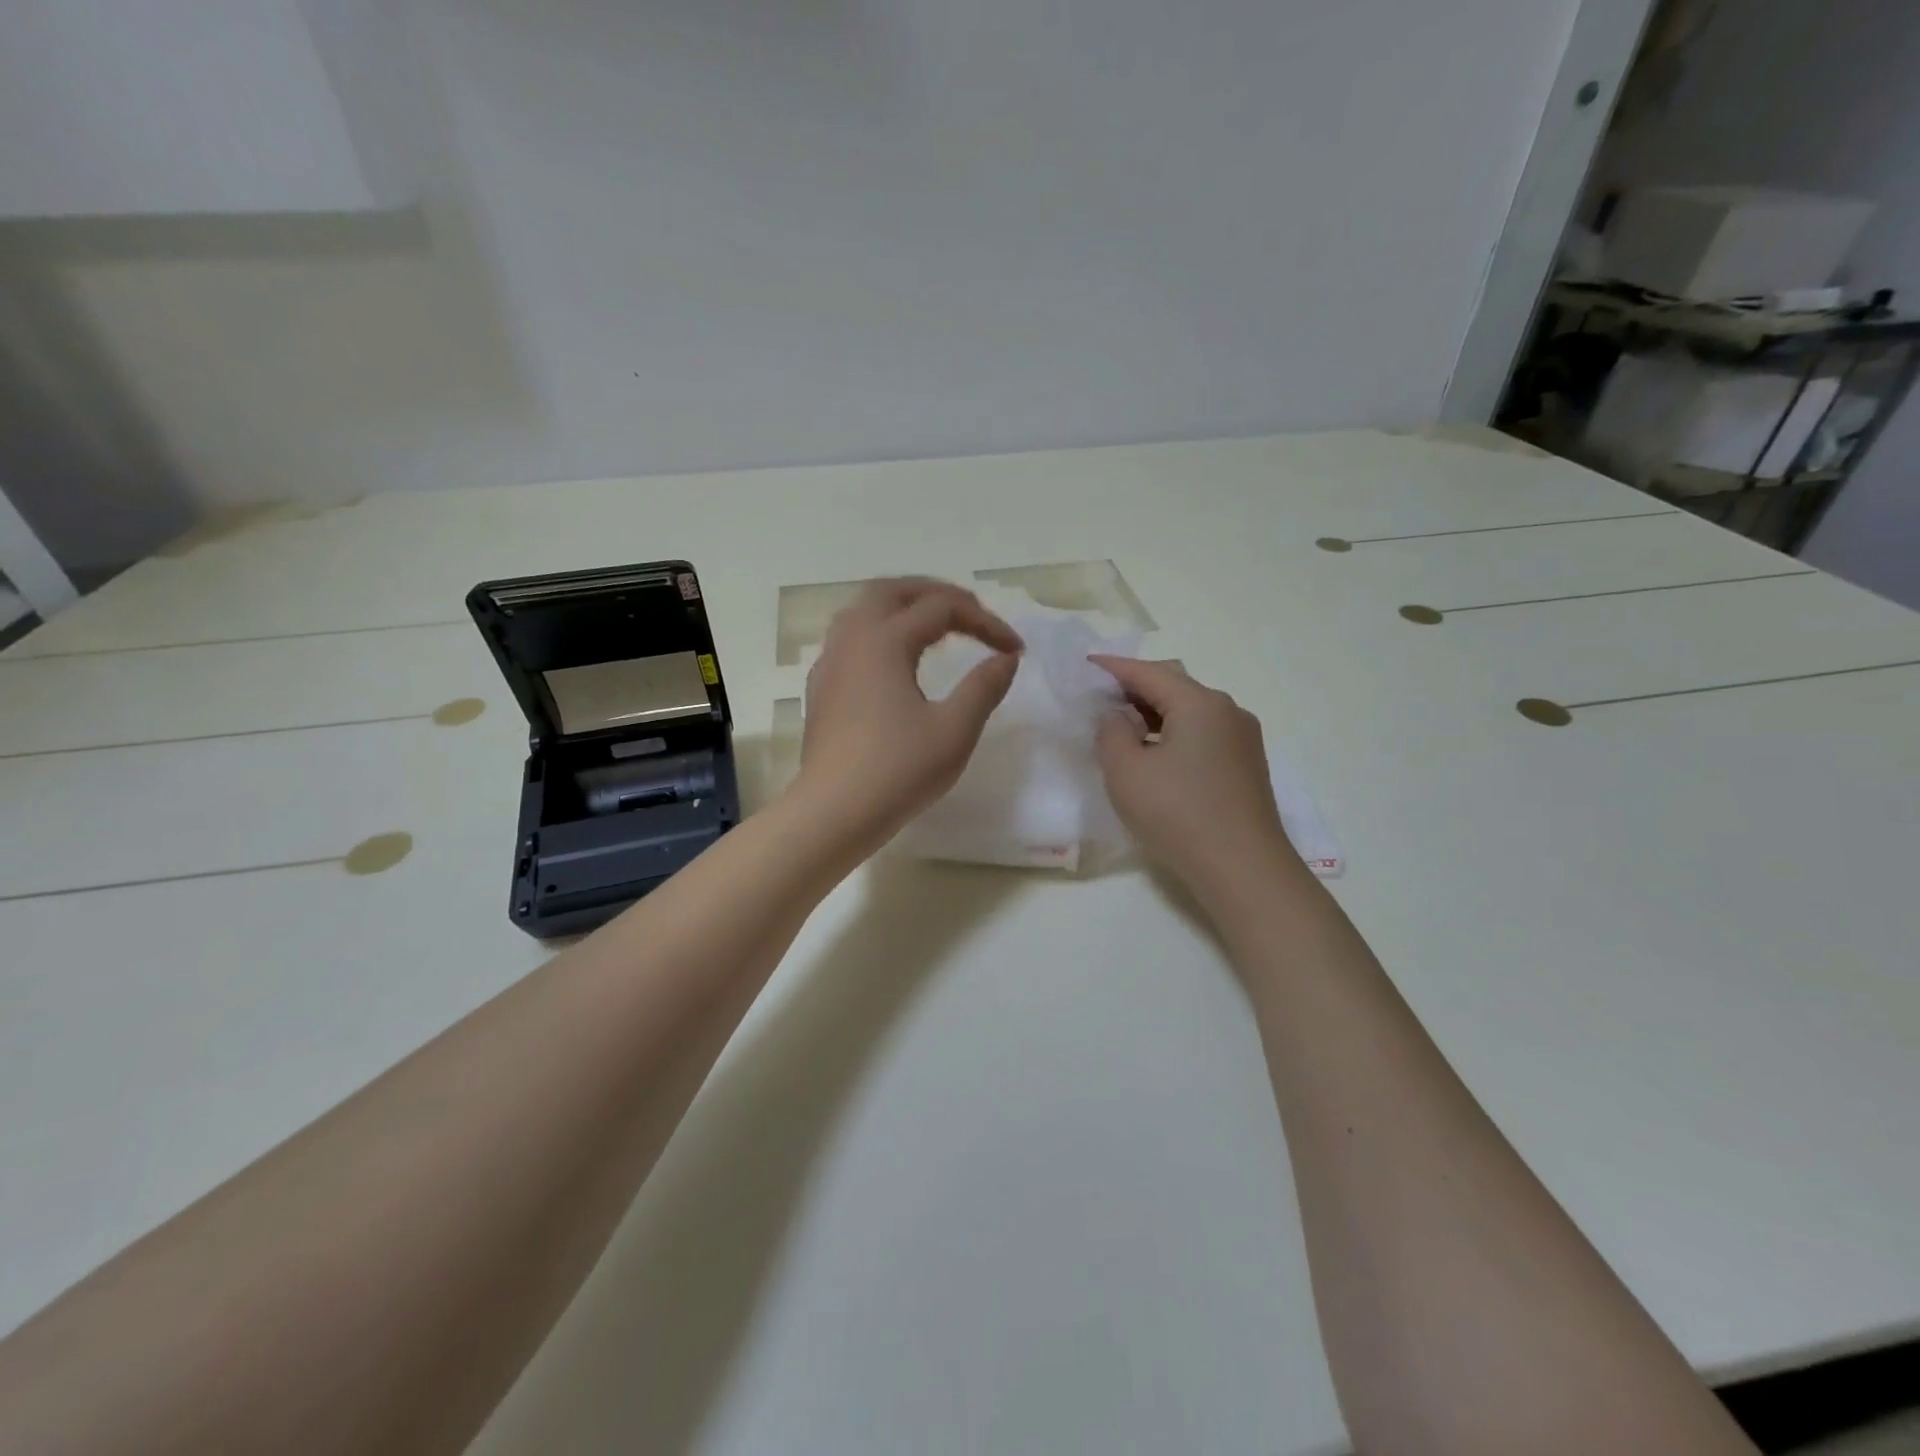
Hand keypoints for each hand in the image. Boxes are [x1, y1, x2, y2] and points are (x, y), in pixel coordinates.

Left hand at [795, 579, 1022, 852]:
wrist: (833, 812)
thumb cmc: (897, 771)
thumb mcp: (954, 731)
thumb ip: (983, 688)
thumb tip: (1005, 660)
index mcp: (885, 641)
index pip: (943, 609)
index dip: (985, 622)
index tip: (1015, 649)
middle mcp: (853, 639)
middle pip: (895, 590)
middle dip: (938, 594)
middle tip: (972, 614)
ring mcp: (831, 662)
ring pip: (865, 609)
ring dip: (904, 606)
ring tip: (936, 627)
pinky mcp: (822, 686)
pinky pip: (851, 636)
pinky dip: (881, 630)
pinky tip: (896, 660)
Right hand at [1091, 657, 1297, 898]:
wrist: (1243, 869)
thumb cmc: (1178, 814)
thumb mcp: (1126, 771)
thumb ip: (1111, 732)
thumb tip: (1118, 716)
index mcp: (1200, 703)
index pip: (1148, 672)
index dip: (1113, 668)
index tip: (1085, 666)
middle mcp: (1227, 711)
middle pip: (1174, 686)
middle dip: (1135, 687)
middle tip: (1098, 697)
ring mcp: (1242, 738)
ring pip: (1190, 711)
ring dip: (1154, 713)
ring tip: (1121, 726)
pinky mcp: (1246, 765)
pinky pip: (1203, 734)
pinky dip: (1174, 733)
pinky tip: (1154, 753)